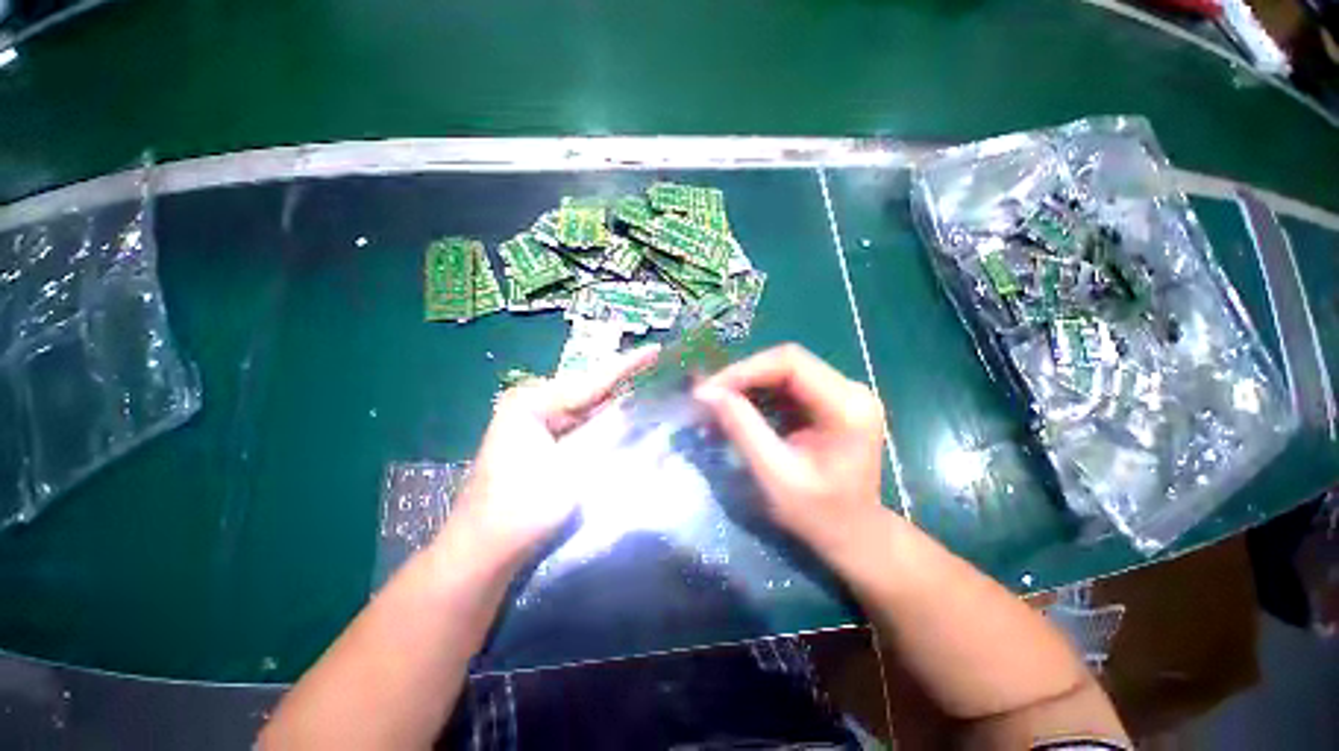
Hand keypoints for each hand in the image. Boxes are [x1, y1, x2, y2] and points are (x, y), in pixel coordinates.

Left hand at [439, 345, 660, 570]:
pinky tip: (627, 421)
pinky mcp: (543, 443)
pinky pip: (581, 428)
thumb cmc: (520, 512)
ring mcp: (536, 424)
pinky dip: (604, 427)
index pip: (591, 381)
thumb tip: (635, 409)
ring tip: (653, 392)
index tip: (656, 350)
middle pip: (590, 393)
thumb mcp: (569, 471)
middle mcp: (533, 405)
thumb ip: (604, 436)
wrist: (483, 552)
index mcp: (532, 403)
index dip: (628, 366)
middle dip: (626, 386)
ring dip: (618, 407)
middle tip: (662, 374)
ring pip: (587, 411)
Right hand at [694, 344, 886, 553]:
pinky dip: (756, 397)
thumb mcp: (775, 475)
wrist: (854, 535)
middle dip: (741, 378)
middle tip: (707, 399)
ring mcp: (840, 393)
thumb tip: (706, 393)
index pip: (790, 362)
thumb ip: (742, 429)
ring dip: (746, 387)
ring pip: (781, 372)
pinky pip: (784, 387)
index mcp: (847, 406)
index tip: (709, 390)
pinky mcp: (827, 402)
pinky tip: (736, 413)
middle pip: (785, 363)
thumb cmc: (818, 515)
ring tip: (716, 408)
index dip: (745, 370)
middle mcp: (849, 389)